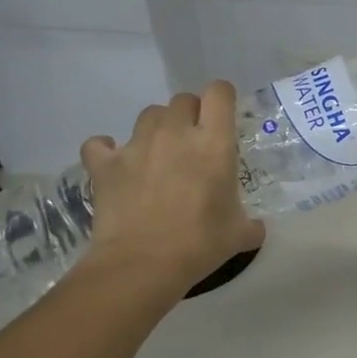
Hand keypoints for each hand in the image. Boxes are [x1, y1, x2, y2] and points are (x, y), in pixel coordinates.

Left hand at [72, 82, 264, 300]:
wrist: (143, 264)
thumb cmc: (200, 244)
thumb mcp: (239, 234)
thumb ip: (251, 223)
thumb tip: (257, 227)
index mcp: (213, 143)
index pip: (219, 93)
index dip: (222, 98)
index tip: (224, 116)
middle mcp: (175, 133)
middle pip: (182, 100)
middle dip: (190, 115)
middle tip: (194, 142)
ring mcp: (136, 146)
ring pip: (148, 115)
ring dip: (157, 128)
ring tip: (159, 154)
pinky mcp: (104, 165)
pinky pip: (100, 144)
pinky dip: (106, 150)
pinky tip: (115, 164)